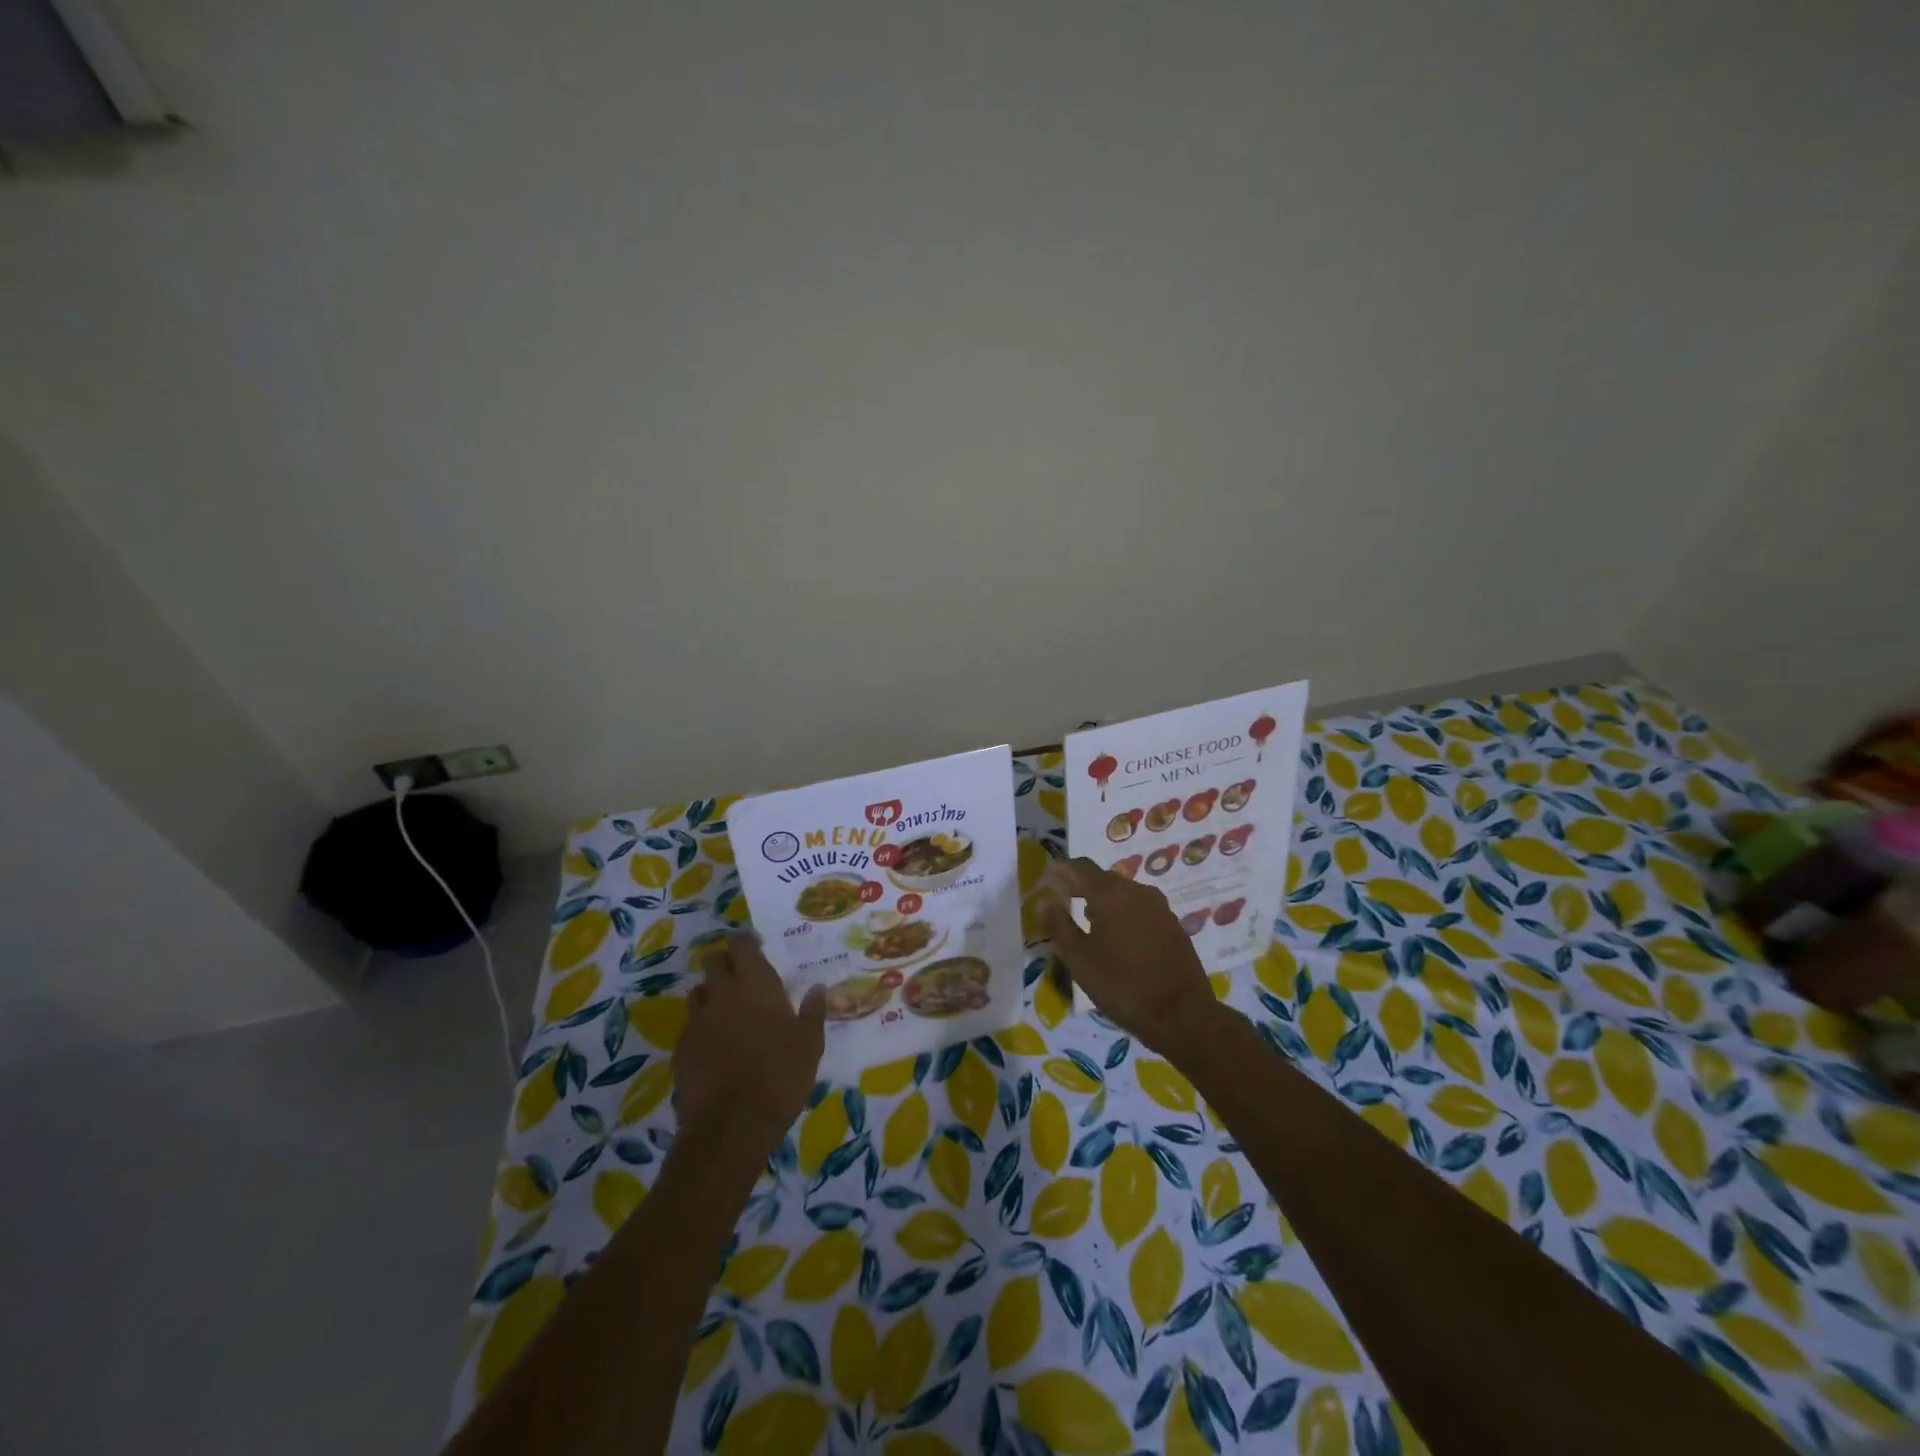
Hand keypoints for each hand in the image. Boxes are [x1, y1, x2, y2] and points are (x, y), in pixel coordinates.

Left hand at [675, 934, 825, 1157]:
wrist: (731, 1124)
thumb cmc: (780, 1075)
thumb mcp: (810, 1044)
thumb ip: (813, 1012)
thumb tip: (818, 988)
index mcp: (755, 983)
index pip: (741, 944)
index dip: (745, 943)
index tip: (755, 950)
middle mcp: (722, 993)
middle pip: (713, 961)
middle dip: (724, 964)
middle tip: (741, 979)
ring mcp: (697, 1020)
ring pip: (698, 992)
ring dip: (711, 995)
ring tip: (727, 1013)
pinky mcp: (680, 1048)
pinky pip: (690, 1026)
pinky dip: (701, 1028)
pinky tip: (714, 1048)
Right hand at [1037, 857, 1225, 1062]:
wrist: (1183, 1015)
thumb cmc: (1122, 986)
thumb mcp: (1080, 959)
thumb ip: (1059, 925)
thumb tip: (1044, 900)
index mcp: (1111, 894)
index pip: (1080, 866)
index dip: (1060, 870)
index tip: (1045, 881)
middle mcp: (1138, 891)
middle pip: (1103, 878)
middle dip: (1080, 886)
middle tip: (1062, 902)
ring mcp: (1160, 907)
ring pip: (1123, 893)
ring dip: (1102, 901)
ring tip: (1086, 922)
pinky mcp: (1173, 925)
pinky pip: (1140, 908)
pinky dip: (1122, 914)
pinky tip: (1116, 938)